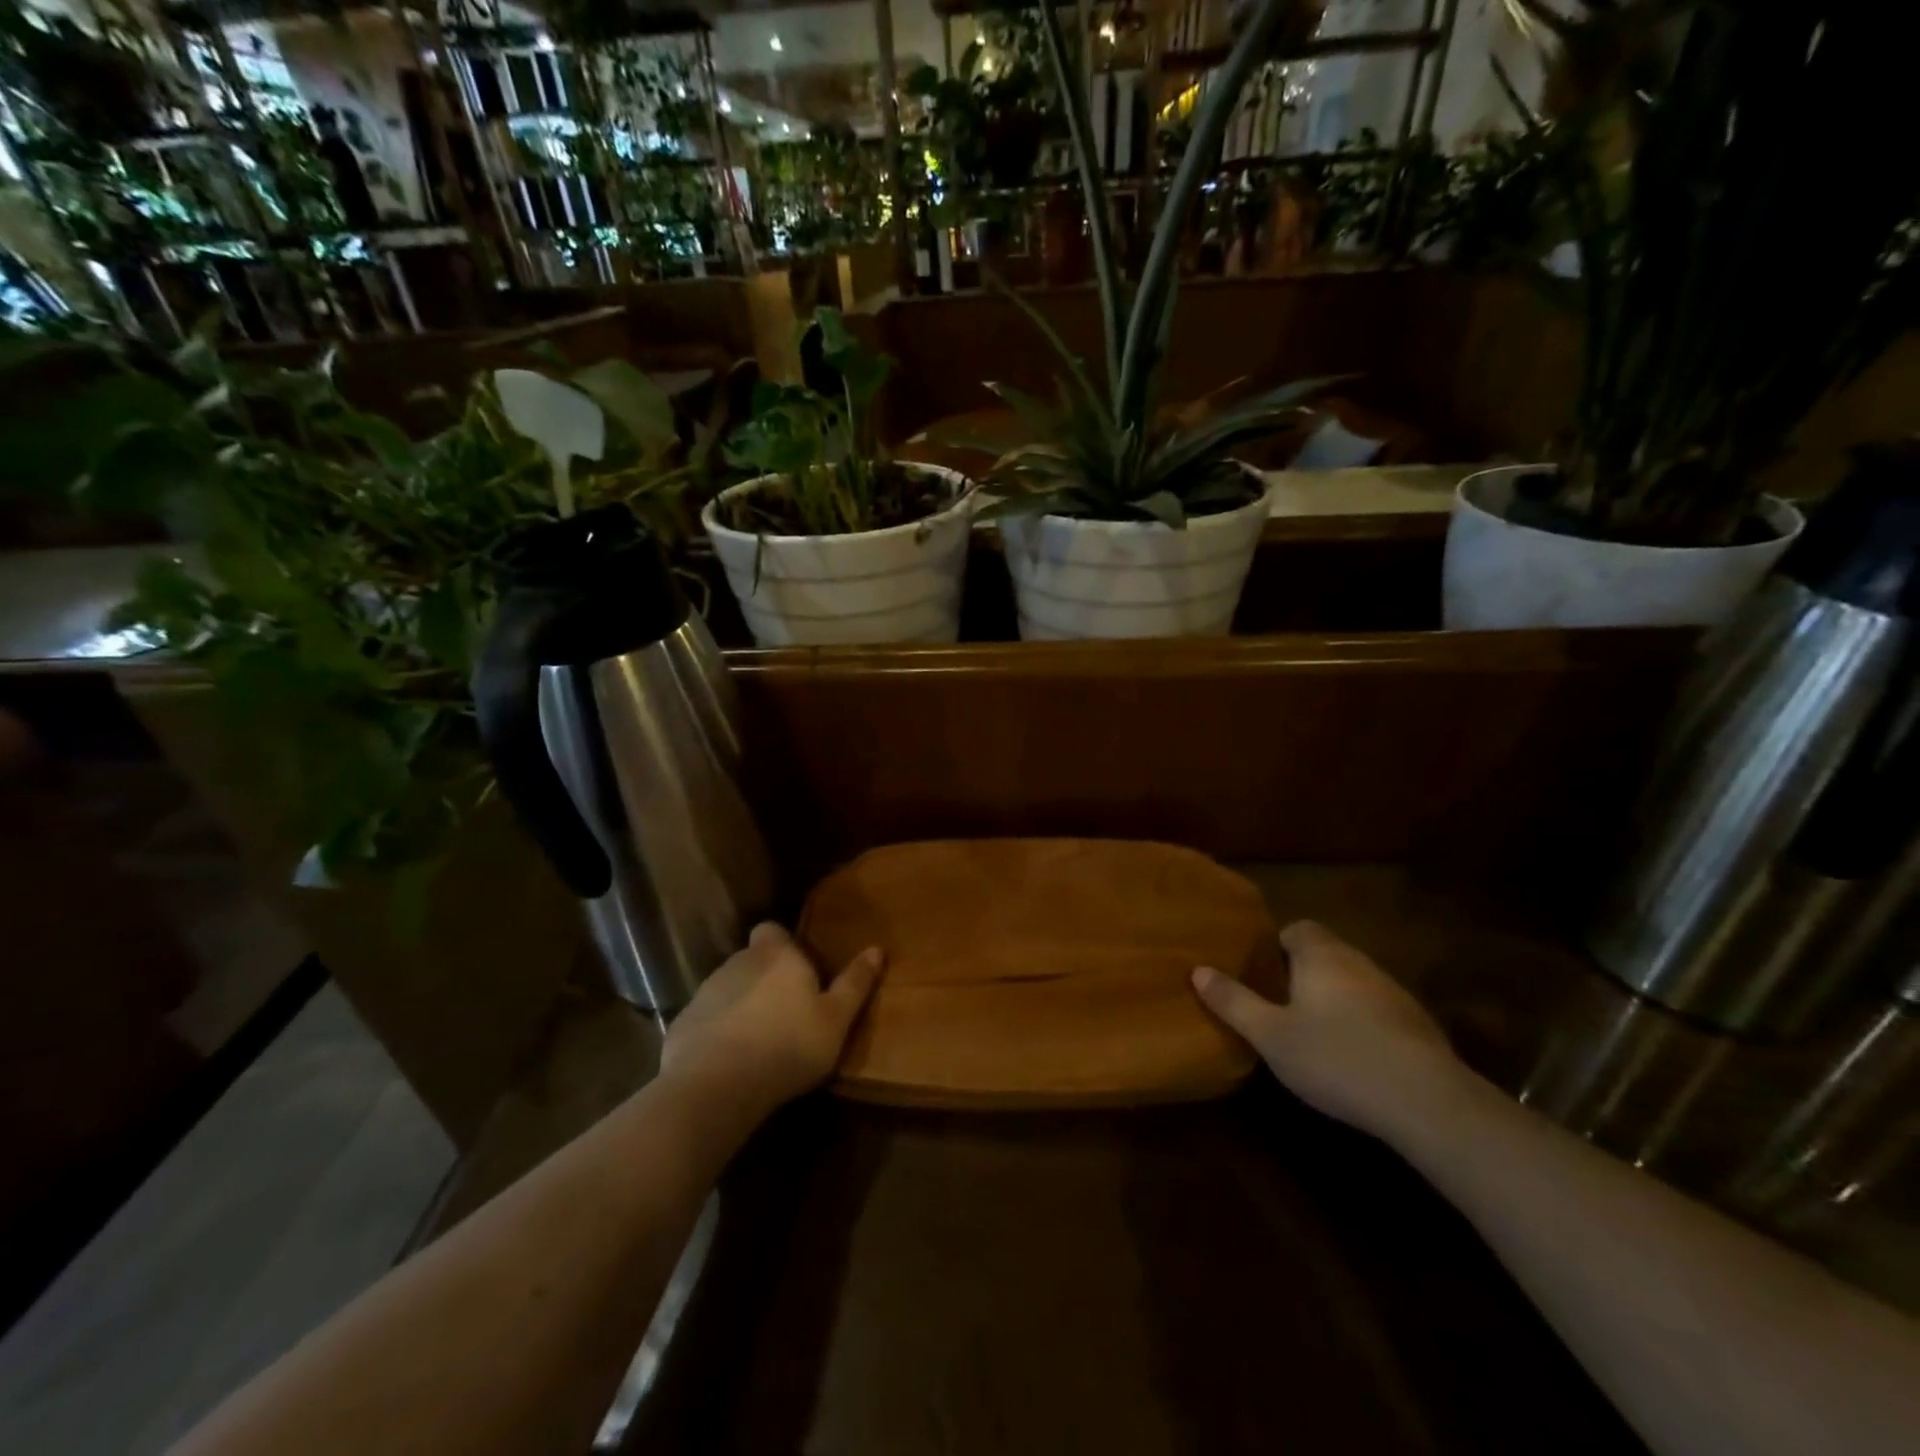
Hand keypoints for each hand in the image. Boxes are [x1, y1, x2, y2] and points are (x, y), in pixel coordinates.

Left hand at [661, 922, 883, 1118]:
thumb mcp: (836, 1019)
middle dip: (765, 978)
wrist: (715, 1087)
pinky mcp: (682, 1024)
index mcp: (777, 955)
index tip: (798, 970)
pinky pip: (706, 1020)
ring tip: (759, 1040)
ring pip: (728, 988)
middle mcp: (738, 962)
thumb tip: (877, 949)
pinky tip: (729, 1062)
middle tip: (786, 1011)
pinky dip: (717, 1032)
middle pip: (752, 960)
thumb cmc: (788, 1045)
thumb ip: (855, 983)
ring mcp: (705, 992)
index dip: (783, 945)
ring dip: (741, 1005)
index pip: (771, 929)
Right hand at [1192, 920, 1465, 1140]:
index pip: (1297, 928)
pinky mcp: (1418, 1025)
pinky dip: (1361, 1023)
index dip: (1276, 945)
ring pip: (1352, 982)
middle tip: (1277, 1004)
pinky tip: (1352, 1058)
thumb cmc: (1335, 1058)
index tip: (1260, 974)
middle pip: (1325, 953)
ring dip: (1333, 999)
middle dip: (1302, 973)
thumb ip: (1233, 1001)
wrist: (1426, 1102)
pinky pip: (1377, 1010)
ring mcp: (1394, 992)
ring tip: (1311, 1033)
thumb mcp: (1270, 1035)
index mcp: (1321, 955)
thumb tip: (1198, 970)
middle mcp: (1358, 962)